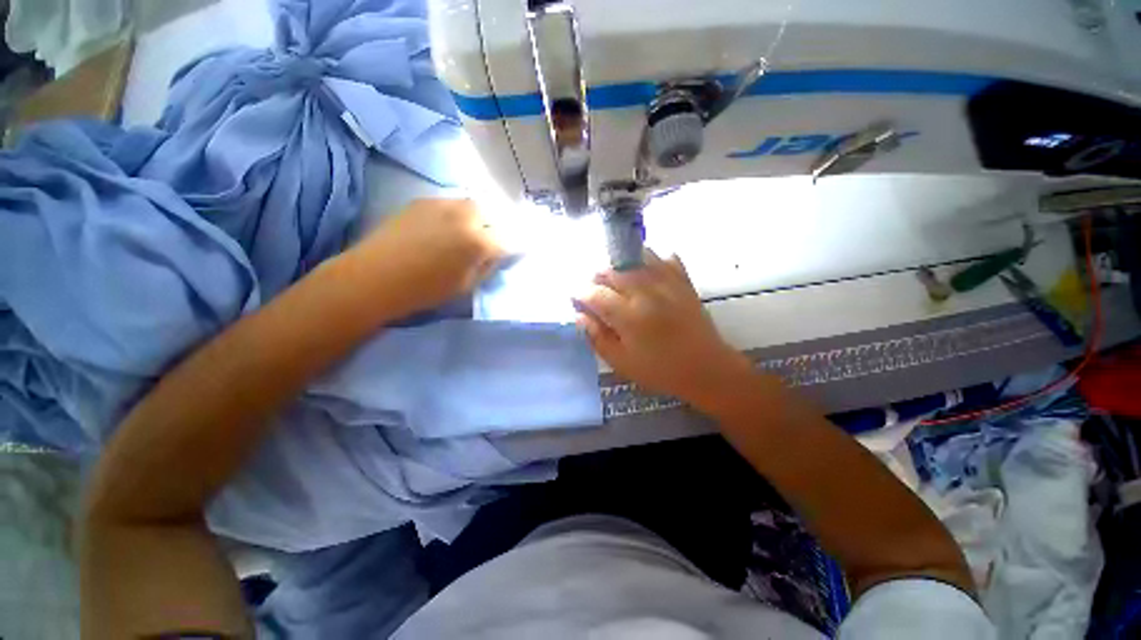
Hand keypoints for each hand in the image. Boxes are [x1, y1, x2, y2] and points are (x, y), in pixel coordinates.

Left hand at [351, 198, 505, 315]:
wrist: (375, 277)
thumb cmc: (425, 289)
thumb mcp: (466, 285)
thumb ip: (487, 266)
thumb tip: (498, 255)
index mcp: (478, 242)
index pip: (509, 239)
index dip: (515, 246)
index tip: (516, 251)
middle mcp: (464, 216)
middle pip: (492, 214)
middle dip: (495, 227)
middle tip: (489, 242)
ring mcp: (442, 204)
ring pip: (471, 205)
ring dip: (477, 218)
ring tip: (468, 233)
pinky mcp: (422, 201)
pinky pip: (450, 203)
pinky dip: (456, 214)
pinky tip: (446, 228)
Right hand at [573, 250, 754, 410]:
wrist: (707, 369)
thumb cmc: (661, 370)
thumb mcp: (622, 363)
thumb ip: (597, 337)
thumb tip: (580, 315)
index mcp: (629, 315)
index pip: (595, 294)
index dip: (580, 294)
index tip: (576, 299)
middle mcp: (646, 292)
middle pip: (612, 270)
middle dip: (597, 278)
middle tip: (595, 291)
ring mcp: (667, 283)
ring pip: (636, 258)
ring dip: (620, 265)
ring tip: (617, 279)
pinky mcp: (683, 281)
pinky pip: (665, 258)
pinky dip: (651, 260)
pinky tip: (645, 272)